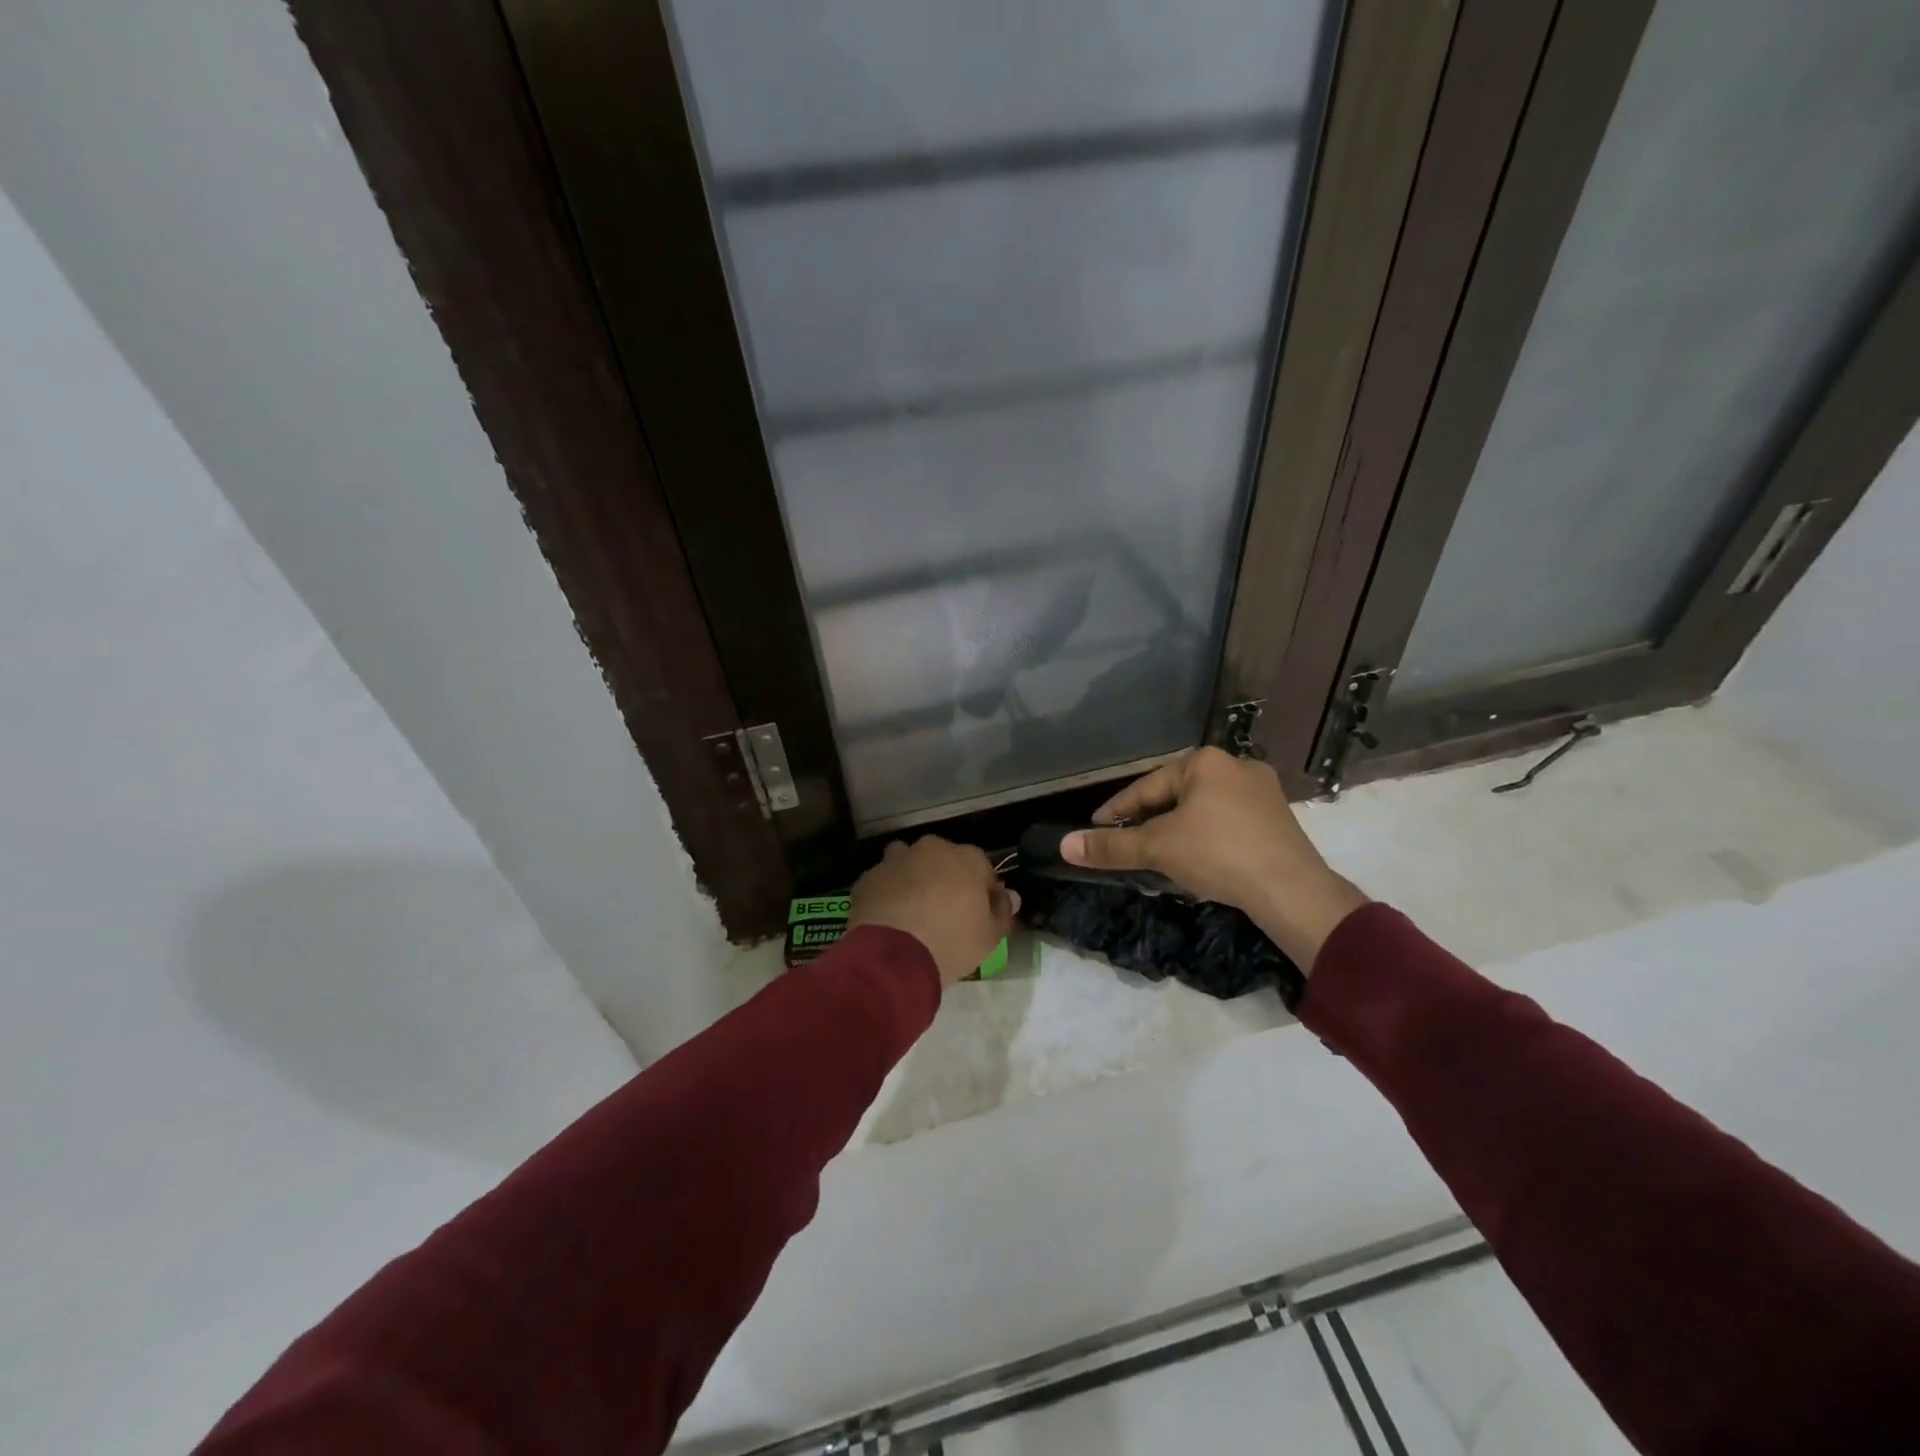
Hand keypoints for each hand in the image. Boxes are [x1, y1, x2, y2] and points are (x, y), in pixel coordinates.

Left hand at [848, 837, 1017, 987]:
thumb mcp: (991, 936)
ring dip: (913, 878)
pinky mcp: (868, 878)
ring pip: (908, 862)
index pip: (982, 867)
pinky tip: (888, 917)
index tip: (979, 913)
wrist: (893, 956)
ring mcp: (896, 860)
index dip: (982, 890)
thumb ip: (1003, 911)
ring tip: (913, 909)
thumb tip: (1010, 896)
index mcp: (967, 858)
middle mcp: (931, 849)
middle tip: (945, 911)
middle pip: (943, 859)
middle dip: (945, 878)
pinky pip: (883, 881)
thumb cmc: (952, 942)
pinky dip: (887, 893)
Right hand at [1062, 747, 1367, 968]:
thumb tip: (1064, 845)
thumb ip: (1111, 846)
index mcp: (1205, 761)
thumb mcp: (1157, 849)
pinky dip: (1204, 838)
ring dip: (1176, 831)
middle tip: (1126, 844)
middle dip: (1148, 821)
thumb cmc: (1218, 854)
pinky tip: (1196, 859)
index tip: (1096, 828)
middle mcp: (1236, 766)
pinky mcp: (1277, 819)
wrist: (1291, 890)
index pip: (1146, 787)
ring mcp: (1262, 792)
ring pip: (1202, 810)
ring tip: (1157, 855)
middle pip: (1175, 796)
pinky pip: (1226, 823)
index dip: (1116, 810)